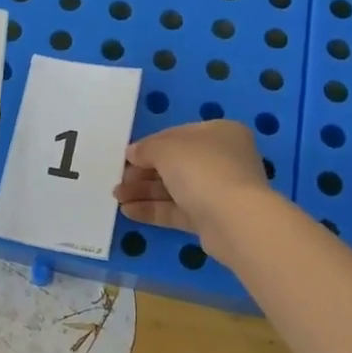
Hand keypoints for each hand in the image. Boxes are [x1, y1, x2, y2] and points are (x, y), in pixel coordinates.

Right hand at [115, 120, 277, 264]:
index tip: (126, 157)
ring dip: (144, 191)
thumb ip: (146, 149)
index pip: (177, 135)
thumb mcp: (166, 149)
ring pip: (175, 188)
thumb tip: (132, 153)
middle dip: (143, 172)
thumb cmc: (202, 170)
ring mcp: (219, 190)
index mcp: (219, 133)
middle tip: (119, 180)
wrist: (234, 220)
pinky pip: (178, 210)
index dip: (149, 145)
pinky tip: (128, 211)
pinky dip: (154, 210)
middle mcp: (222, 159)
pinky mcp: (212, 218)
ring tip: (117, 198)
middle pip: (175, 163)